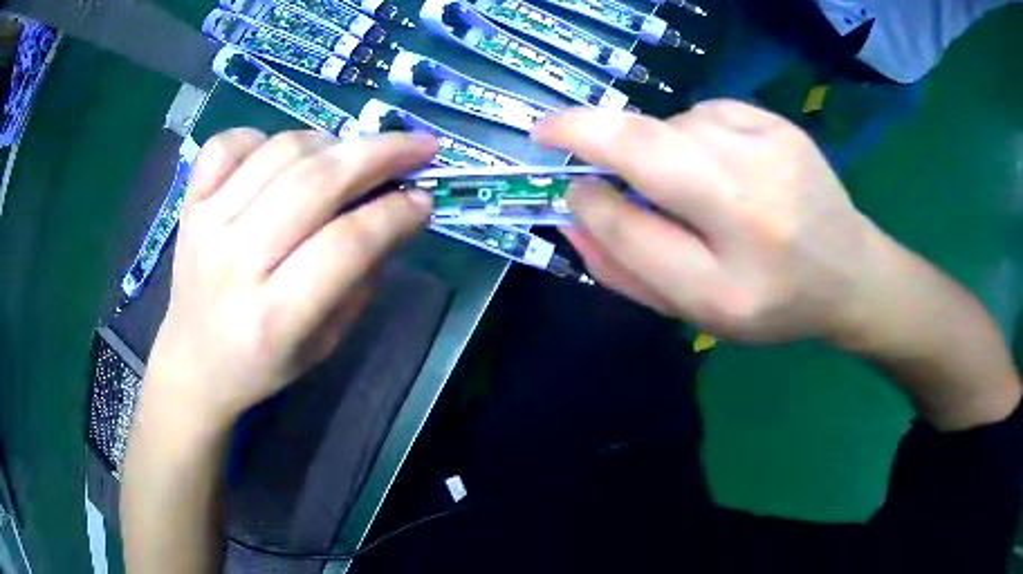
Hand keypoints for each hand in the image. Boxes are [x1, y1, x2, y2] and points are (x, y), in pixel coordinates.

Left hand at [145, 129, 436, 427]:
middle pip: (316, 183)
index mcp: (274, 317)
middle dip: (380, 154)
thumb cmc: (263, 364)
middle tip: (419, 145)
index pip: (347, 243)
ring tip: (351, 155)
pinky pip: (230, 143)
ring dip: (331, 142)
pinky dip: (265, 137)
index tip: (425, 199)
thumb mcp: (325, 342)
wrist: (194, 362)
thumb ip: (361, 278)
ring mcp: (206, 225)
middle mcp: (235, 262)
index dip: (395, 213)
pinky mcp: (189, 204)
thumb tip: (399, 212)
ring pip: (281, 151)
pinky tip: (283, 158)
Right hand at [534, 101, 879, 343]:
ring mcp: (771, 140)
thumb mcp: (697, 307)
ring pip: (675, 125)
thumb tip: (576, 205)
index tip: (546, 146)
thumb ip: (629, 261)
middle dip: (605, 143)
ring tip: (693, 192)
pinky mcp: (779, 121)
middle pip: (649, 139)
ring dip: (660, 152)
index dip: (582, 155)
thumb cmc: (774, 304)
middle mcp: (754, 179)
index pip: (636, 184)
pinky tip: (722, 170)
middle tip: (586, 156)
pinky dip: (693, 137)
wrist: (851, 275)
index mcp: (734, 244)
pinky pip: (705, 114)